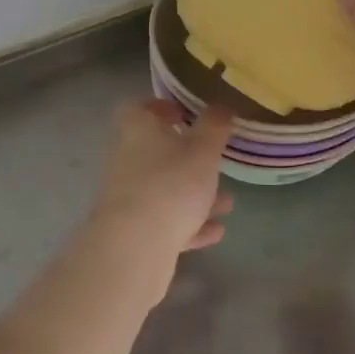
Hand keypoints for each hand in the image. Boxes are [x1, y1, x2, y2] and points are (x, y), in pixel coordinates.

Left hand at [79, 99, 233, 302]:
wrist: (134, 247)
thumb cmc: (171, 184)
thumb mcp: (203, 150)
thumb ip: (214, 126)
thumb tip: (220, 106)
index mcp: (137, 131)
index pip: (138, 108)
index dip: (161, 107)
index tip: (186, 114)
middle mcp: (126, 160)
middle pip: (154, 151)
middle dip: (188, 156)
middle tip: (214, 160)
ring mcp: (128, 197)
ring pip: (164, 188)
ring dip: (194, 194)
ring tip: (228, 202)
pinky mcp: (134, 230)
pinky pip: (165, 221)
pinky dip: (190, 223)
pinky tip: (216, 230)